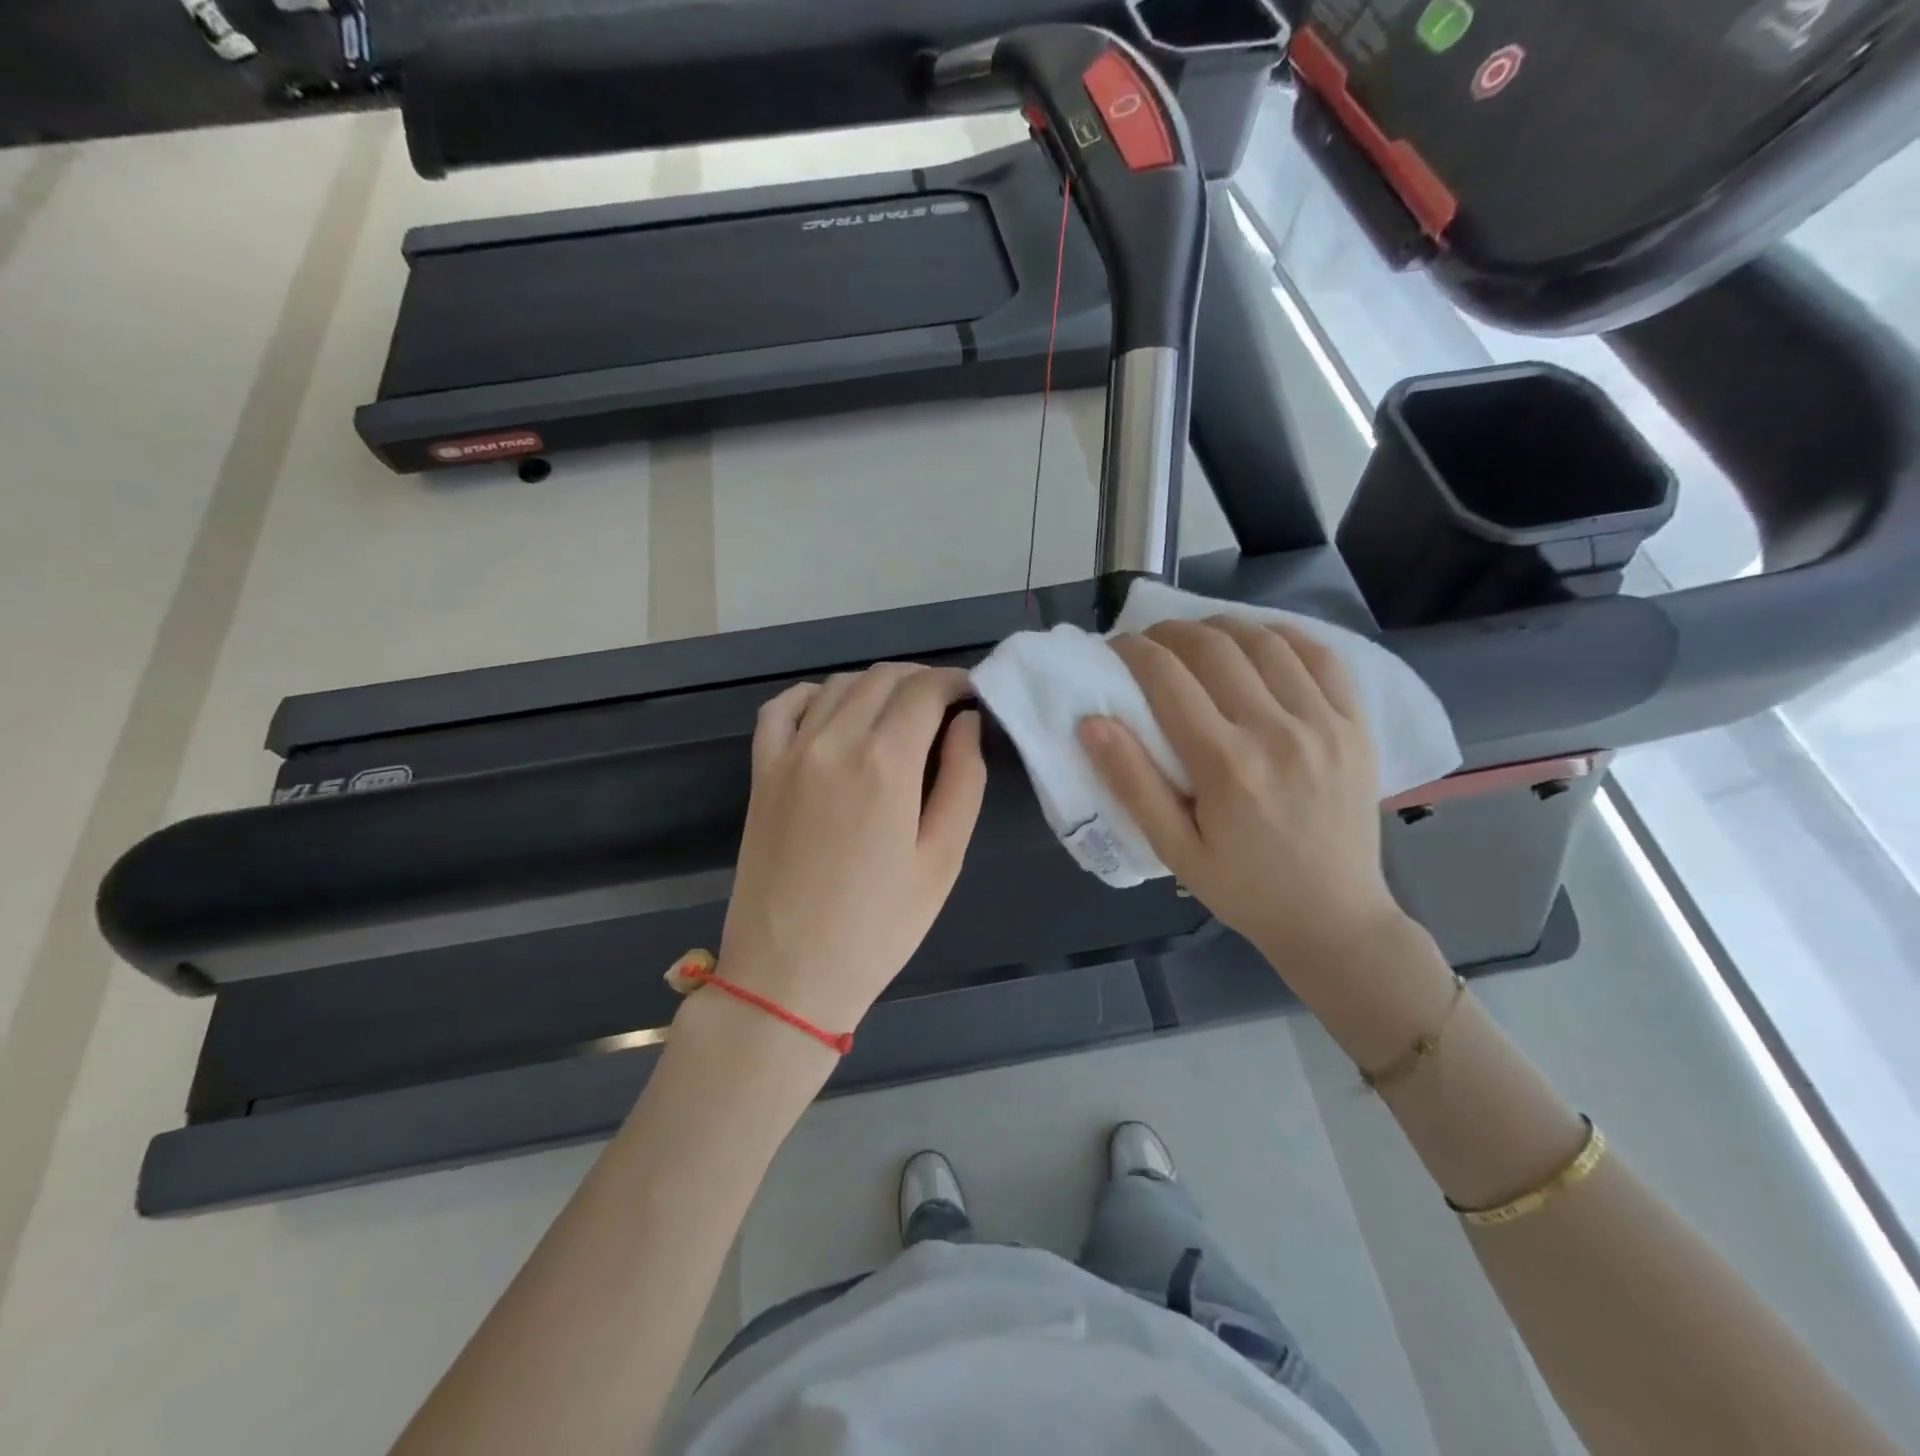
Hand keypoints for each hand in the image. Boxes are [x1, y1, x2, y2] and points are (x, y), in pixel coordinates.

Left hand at [716, 663, 986, 1033]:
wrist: (788, 975)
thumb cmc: (879, 927)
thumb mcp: (942, 859)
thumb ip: (963, 780)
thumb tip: (966, 722)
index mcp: (885, 763)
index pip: (925, 689)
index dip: (955, 682)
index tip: (972, 696)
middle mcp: (833, 741)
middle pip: (883, 677)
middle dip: (921, 681)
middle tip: (945, 708)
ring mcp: (789, 753)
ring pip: (838, 685)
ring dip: (876, 685)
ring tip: (899, 714)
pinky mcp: (761, 771)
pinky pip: (783, 707)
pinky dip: (814, 696)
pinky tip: (833, 712)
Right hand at [1079, 617, 1408, 975]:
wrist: (1334, 918)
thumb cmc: (1243, 889)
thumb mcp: (1174, 849)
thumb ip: (1132, 783)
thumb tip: (1091, 723)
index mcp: (1226, 764)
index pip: (1168, 678)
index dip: (1134, 651)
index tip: (1116, 647)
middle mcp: (1277, 731)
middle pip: (1215, 648)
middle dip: (1172, 632)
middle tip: (1151, 641)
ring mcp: (1325, 723)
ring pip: (1266, 641)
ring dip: (1223, 626)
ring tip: (1198, 637)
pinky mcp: (1356, 725)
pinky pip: (1322, 657)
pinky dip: (1284, 636)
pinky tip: (1260, 642)